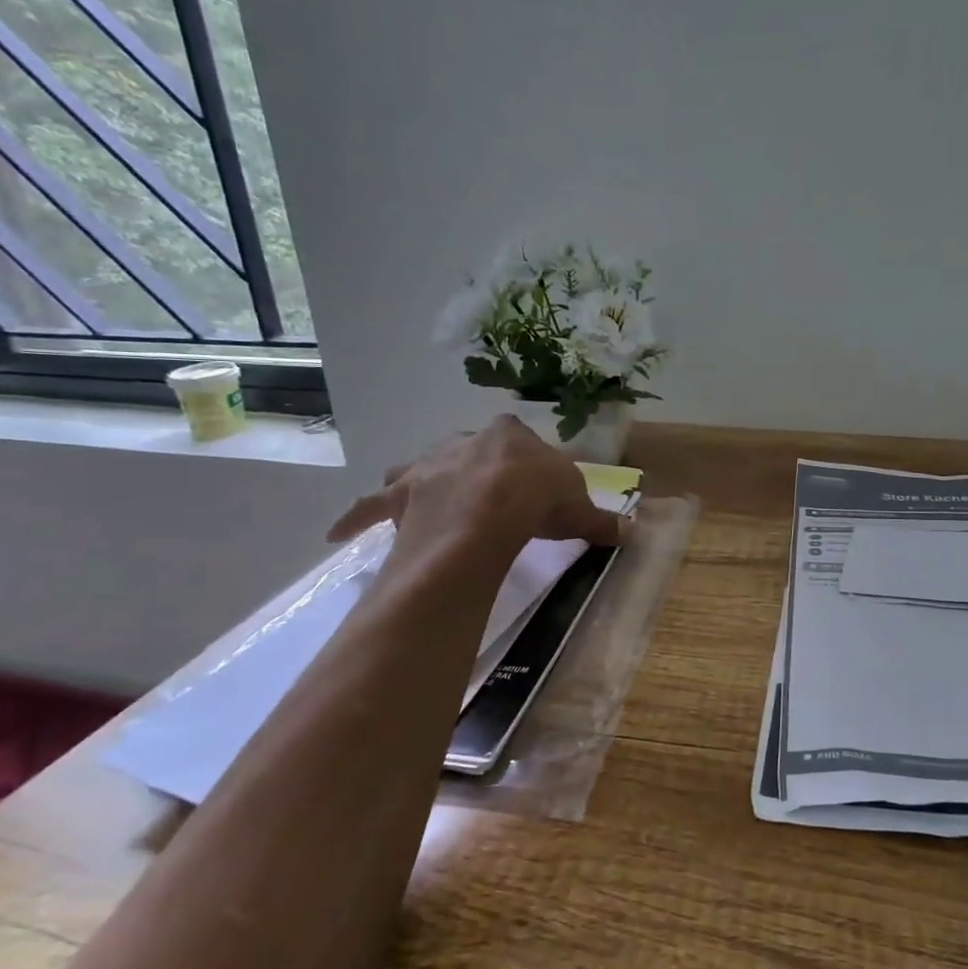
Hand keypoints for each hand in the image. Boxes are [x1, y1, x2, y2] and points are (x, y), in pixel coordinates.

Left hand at [325, 416, 628, 553]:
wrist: (492, 511)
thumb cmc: (538, 498)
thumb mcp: (578, 506)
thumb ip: (599, 518)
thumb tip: (630, 531)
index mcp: (508, 435)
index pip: (518, 443)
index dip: (526, 466)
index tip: (533, 488)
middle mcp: (463, 442)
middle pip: (468, 452)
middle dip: (475, 470)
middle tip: (486, 497)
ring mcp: (428, 467)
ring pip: (417, 469)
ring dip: (420, 481)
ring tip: (420, 496)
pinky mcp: (401, 497)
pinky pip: (372, 505)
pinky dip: (356, 517)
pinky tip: (337, 532)